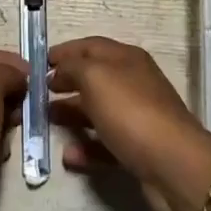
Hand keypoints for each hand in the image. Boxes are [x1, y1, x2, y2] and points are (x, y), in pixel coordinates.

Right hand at [48, 37, 210, 210]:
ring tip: (46, 121)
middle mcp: (133, 83)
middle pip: (93, 78)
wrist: (173, 164)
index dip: (64, 51)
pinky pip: (106, 144)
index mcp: (126, 58)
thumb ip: (72, 66)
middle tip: (37, 94)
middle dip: (65, 83)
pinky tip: (68, 156)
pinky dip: (86, 148)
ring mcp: (137, 116)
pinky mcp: (138, 149)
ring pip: (98, 111)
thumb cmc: (131, 111)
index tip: (37, 63)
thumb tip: (59, 69)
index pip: (90, 46)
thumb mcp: (95, 77)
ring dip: (71, 114)